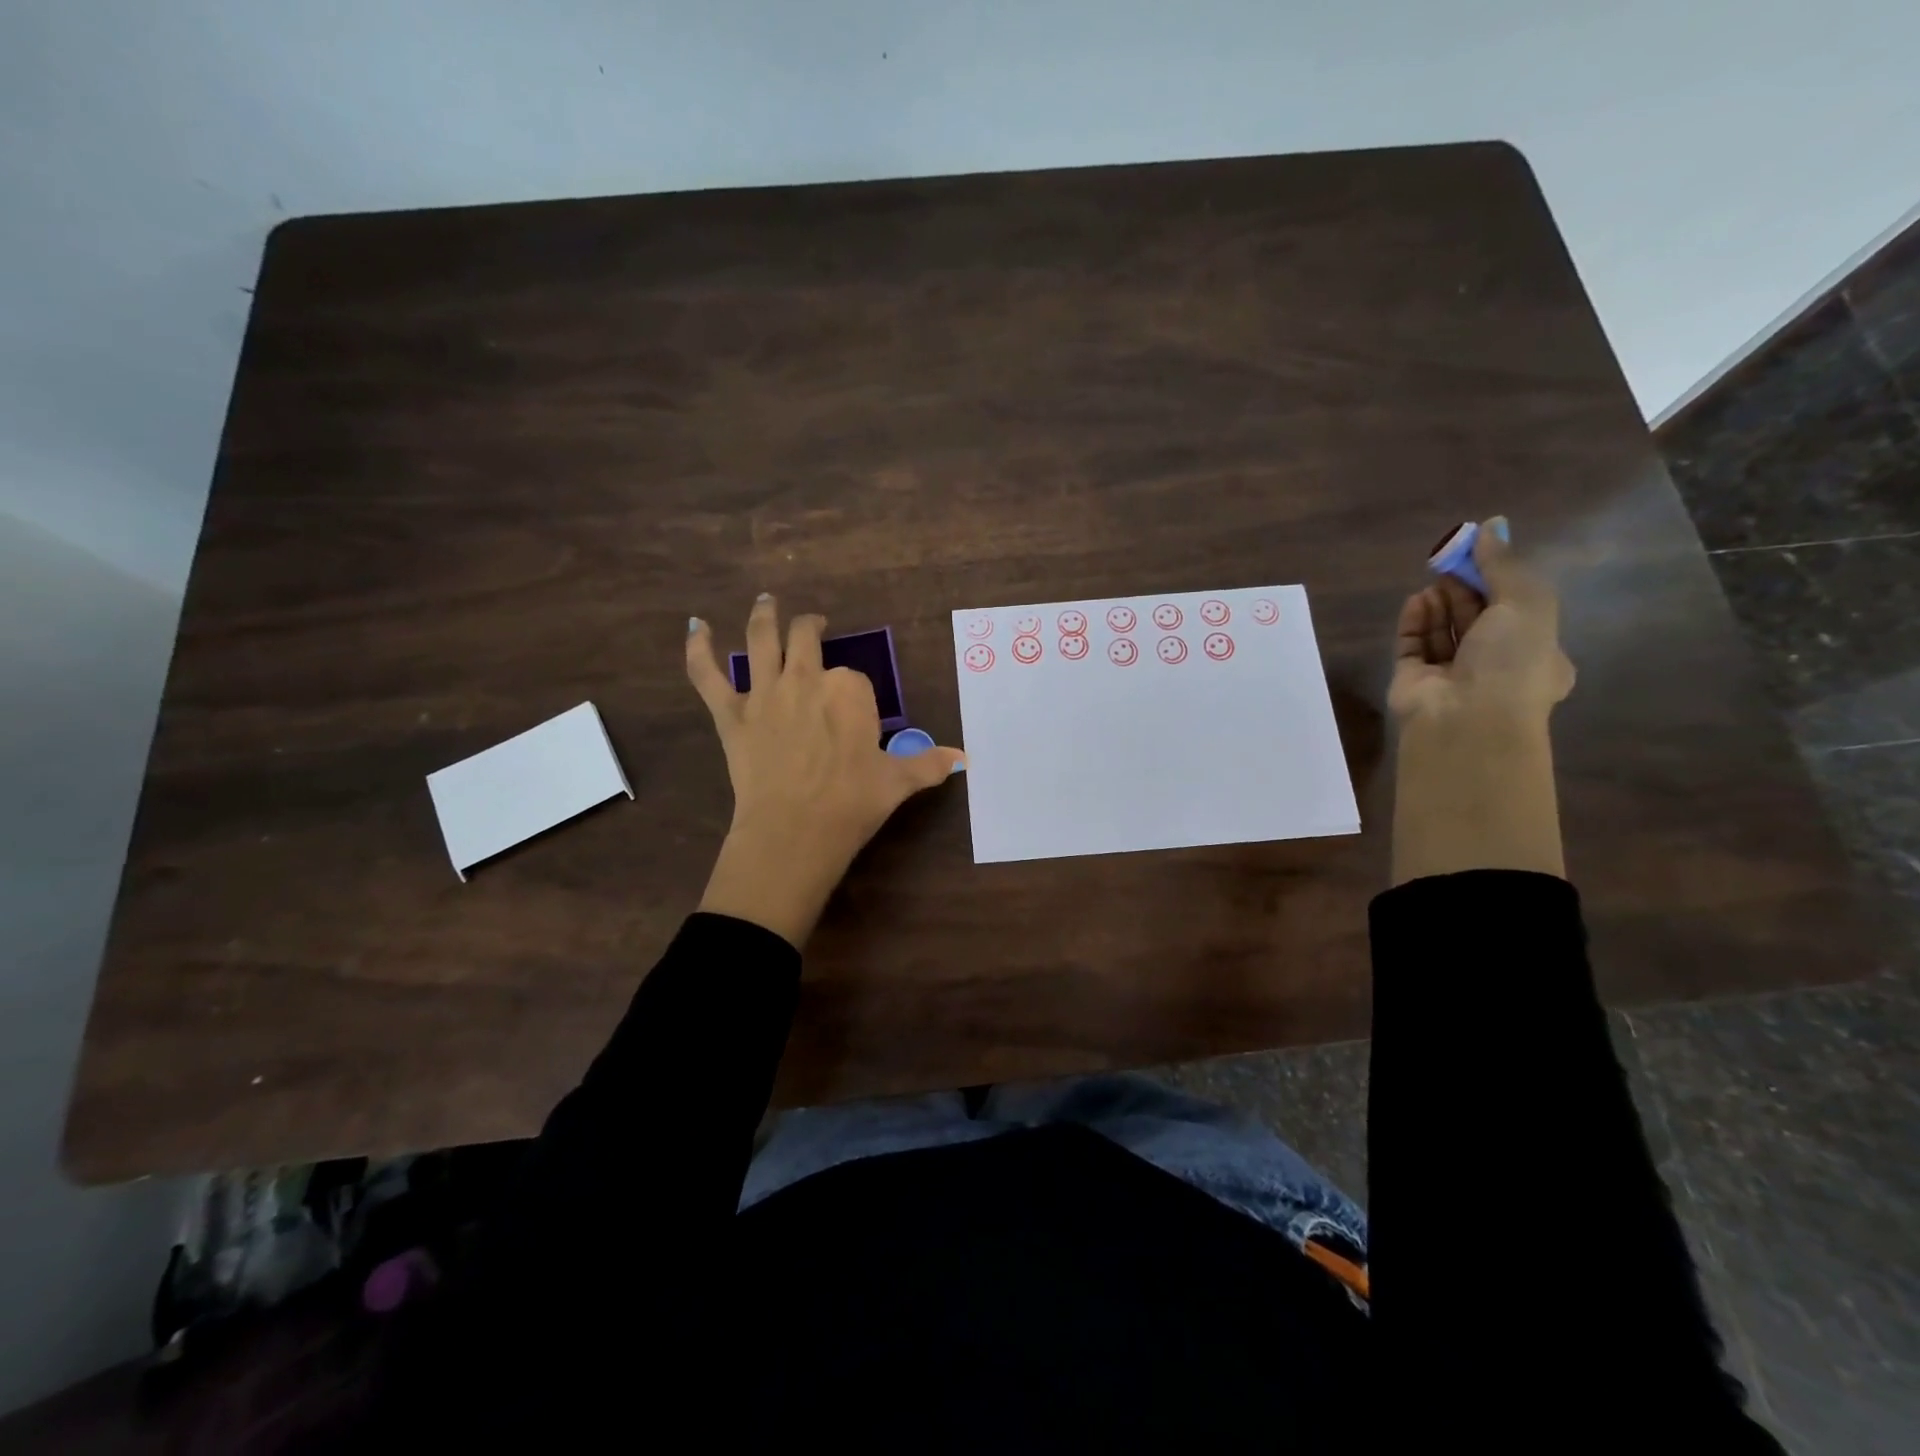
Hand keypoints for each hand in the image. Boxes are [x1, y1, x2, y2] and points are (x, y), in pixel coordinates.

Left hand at [686, 595, 964, 946]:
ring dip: (764, 616)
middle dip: (810, 628)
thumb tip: (963, 759)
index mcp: (849, 691)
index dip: (855, 692)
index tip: (856, 710)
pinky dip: (698, 649)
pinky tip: (695, 627)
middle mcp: (806, 679)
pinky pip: (707, 675)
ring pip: (761, 640)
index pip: (854, 678)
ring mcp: (764, 693)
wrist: (794, 830)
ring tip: (766, 601)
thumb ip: (929, 764)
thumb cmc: (852, 803)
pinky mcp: (730, 714)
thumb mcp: (898, 782)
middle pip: (806, 639)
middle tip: (813, 626)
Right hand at [1388, 517, 1574, 724]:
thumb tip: (1491, 527)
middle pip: (1477, 618)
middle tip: (1450, 561)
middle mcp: (1494, 666)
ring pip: (1444, 631)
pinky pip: (1413, 645)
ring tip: (1433, 581)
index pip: (1518, 609)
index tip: (1480, 552)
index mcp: (1536, 654)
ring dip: (1440, 602)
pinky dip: (1415, 622)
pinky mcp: (1414, 681)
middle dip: (1465, 588)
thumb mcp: (1526, 604)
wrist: (1466, 720)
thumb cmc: (1511, 663)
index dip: (1500, 578)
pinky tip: (1416, 601)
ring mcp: (1452, 675)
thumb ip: (1505, 565)